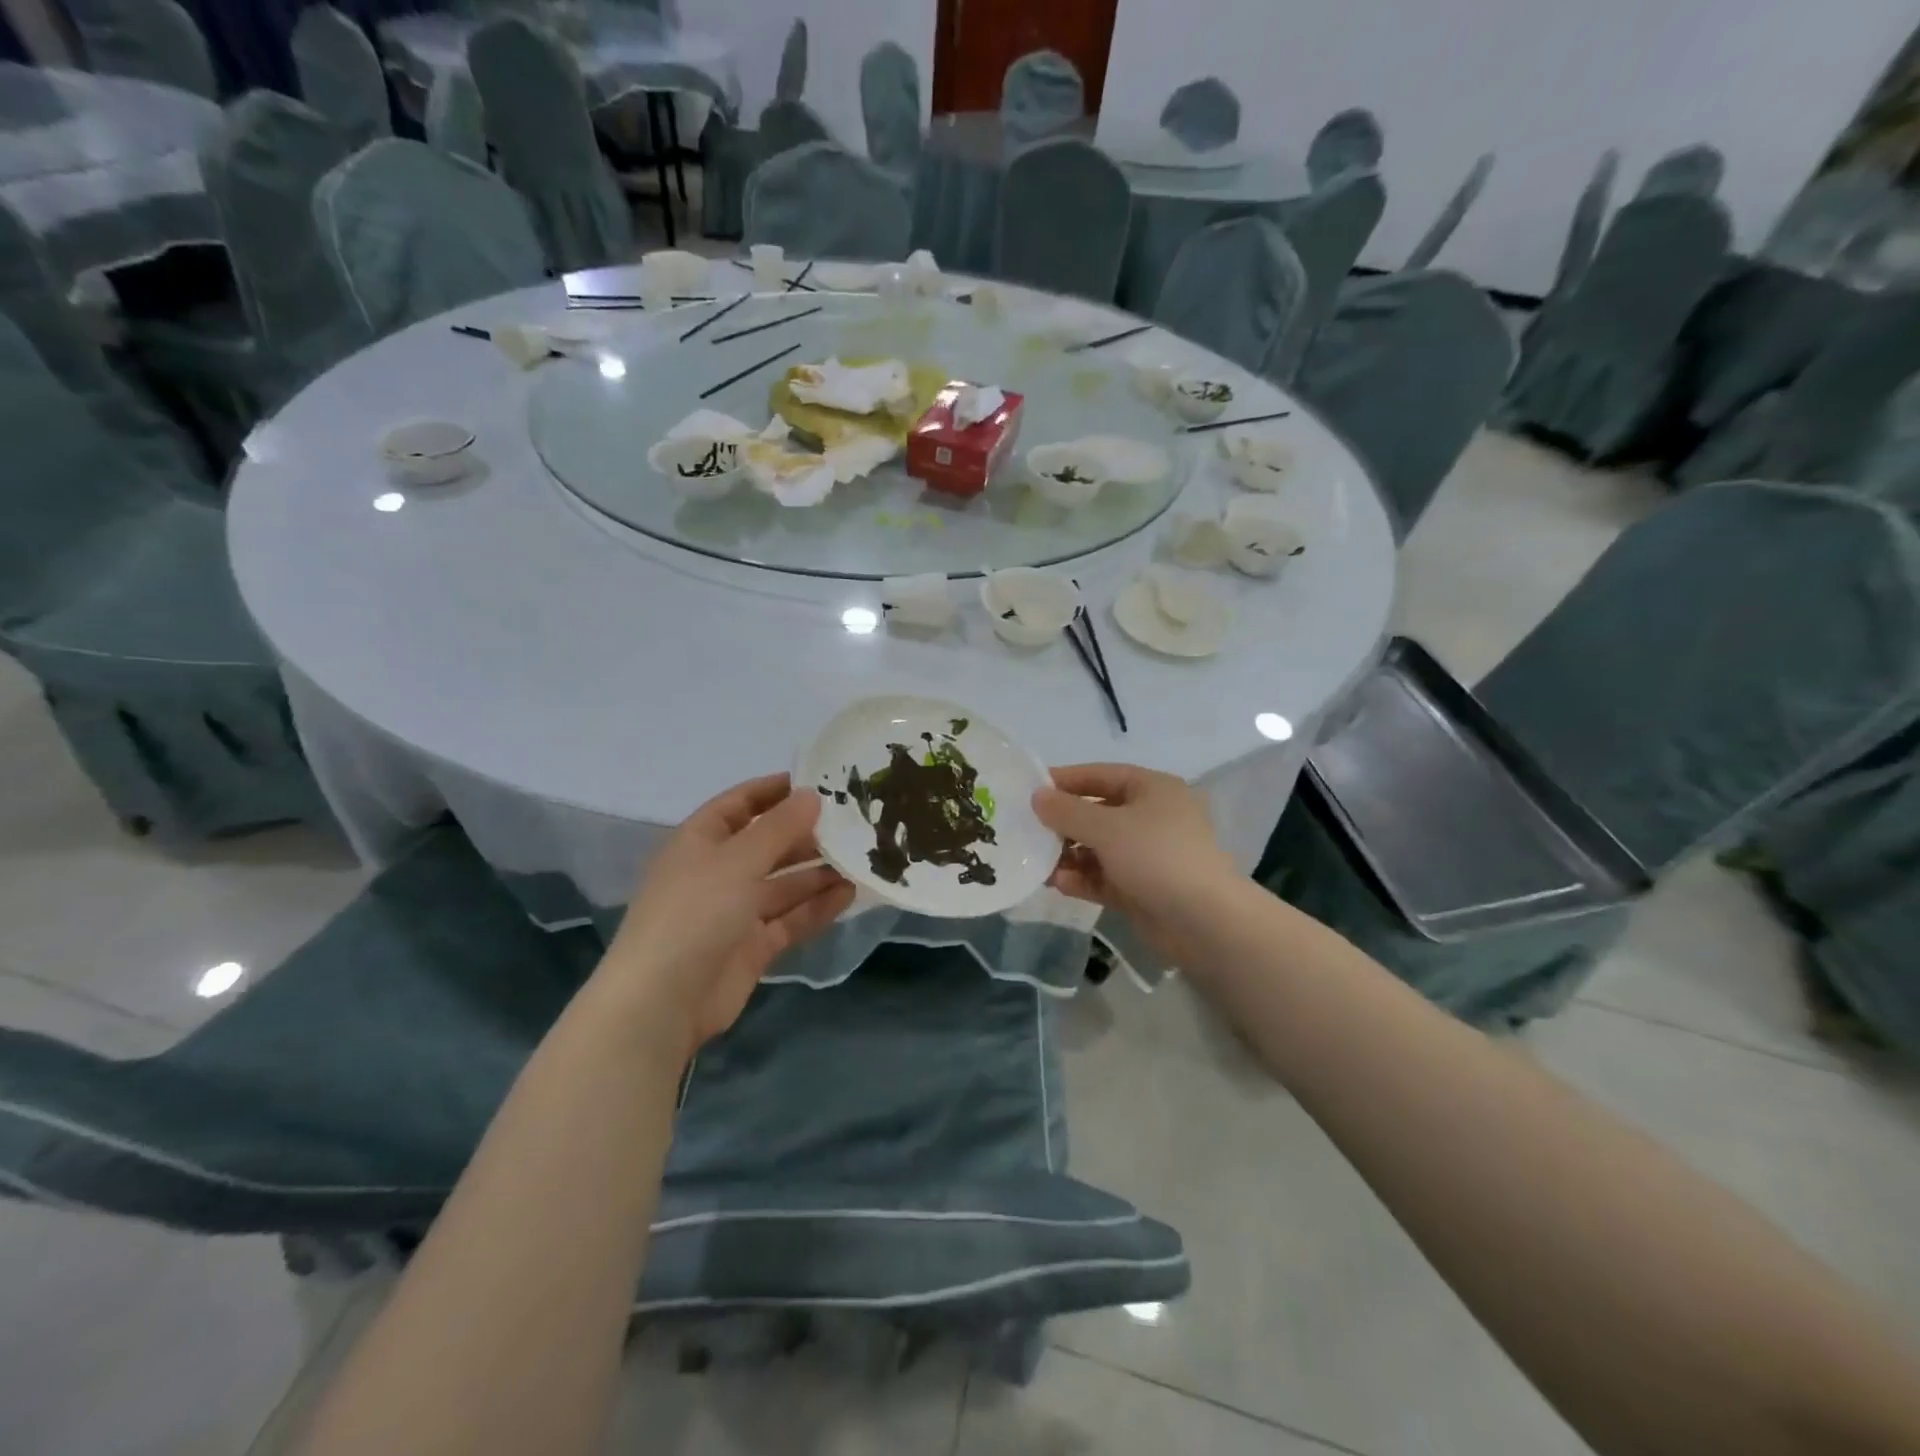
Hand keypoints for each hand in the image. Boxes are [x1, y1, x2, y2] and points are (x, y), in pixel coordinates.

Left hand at [602, 774, 852, 1056]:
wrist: (662, 1002)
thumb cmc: (694, 914)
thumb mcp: (737, 861)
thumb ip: (778, 828)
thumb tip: (812, 795)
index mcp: (700, 842)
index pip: (739, 804)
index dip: (773, 791)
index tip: (817, 781)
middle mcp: (717, 873)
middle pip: (767, 844)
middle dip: (806, 834)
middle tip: (853, 822)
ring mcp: (735, 912)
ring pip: (784, 884)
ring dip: (818, 871)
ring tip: (861, 858)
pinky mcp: (752, 946)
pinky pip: (790, 918)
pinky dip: (817, 906)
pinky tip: (849, 894)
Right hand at [1032, 763, 1238, 963]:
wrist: (1205, 922)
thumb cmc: (1156, 857)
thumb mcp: (1106, 827)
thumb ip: (1067, 811)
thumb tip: (1037, 796)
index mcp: (1153, 789)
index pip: (1100, 775)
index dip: (1065, 780)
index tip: (1029, 790)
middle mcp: (1152, 817)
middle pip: (1098, 812)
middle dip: (1063, 823)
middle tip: (1027, 830)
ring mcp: (1149, 855)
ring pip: (1099, 848)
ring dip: (1069, 854)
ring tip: (1038, 863)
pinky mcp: (1144, 888)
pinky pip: (1105, 876)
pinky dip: (1083, 878)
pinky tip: (1058, 884)